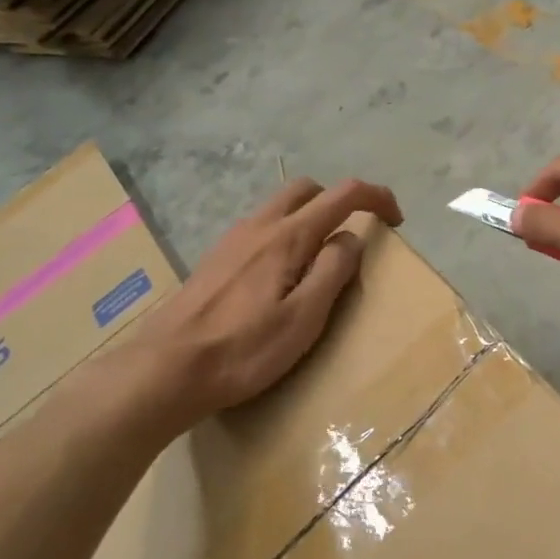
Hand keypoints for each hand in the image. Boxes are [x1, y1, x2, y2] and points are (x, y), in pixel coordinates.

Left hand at [105, 177, 401, 438]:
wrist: (164, 370)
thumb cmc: (243, 350)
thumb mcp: (304, 319)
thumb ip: (333, 271)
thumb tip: (351, 238)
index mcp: (287, 237)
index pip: (342, 195)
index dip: (376, 197)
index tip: (395, 219)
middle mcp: (259, 226)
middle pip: (307, 188)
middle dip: (339, 200)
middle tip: (355, 235)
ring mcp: (233, 239)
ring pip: (280, 206)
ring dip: (310, 216)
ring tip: (321, 260)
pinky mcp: (216, 258)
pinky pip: (261, 227)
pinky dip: (285, 232)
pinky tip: (282, 275)